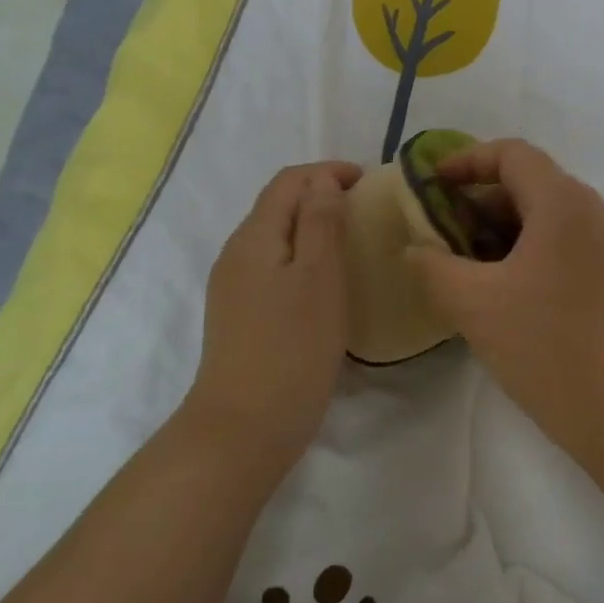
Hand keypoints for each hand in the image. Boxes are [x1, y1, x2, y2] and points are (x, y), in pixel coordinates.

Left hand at [184, 161, 363, 472]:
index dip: (327, 172)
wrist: (243, 430)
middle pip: (278, 206)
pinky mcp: (240, 315)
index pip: (288, 182)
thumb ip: (320, 222)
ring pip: (277, 238)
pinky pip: (274, 267)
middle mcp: (237, 254)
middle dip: (321, 196)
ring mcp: (234, 287)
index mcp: (254, 237)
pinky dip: (303, 257)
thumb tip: (323, 182)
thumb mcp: (318, 278)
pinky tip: (326, 281)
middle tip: (366, 210)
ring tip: (352, 240)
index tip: (369, 182)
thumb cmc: (291, 348)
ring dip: (312, 227)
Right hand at [405, 139, 603, 466]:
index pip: (511, 154)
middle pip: (528, 183)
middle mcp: (590, 211)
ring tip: (460, 264)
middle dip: (477, 201)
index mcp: (562, 201)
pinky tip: (496, 289)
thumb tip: (415, 249)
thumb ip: (433, 266)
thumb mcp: (475, 304)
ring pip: (543, 217)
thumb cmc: (548, 346)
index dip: (466, 160)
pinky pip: (560, 244)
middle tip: (438, 231)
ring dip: (498, 230)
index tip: (430, 184)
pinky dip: (523, 251)